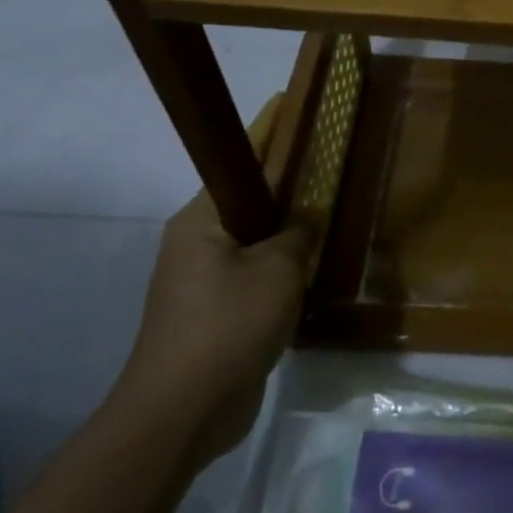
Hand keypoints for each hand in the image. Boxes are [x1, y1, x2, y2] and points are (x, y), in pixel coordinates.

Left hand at [111, 98, 306, 466]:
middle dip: (286, 181)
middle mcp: (198, 242)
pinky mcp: (216, 314)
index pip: (238, 160)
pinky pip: (257, 275)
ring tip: (330, 212)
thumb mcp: (276, 272)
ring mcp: (204, 281)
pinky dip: (284, 268)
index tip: (289, 100)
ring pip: (255, 240)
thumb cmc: (226, 328)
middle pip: (248, 198)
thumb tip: (306, 217)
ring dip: (288, 231)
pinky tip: (315, 269)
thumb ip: (296, 235)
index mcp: (202, 220)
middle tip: (328, 161)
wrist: (182, 413)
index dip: (267, 128)